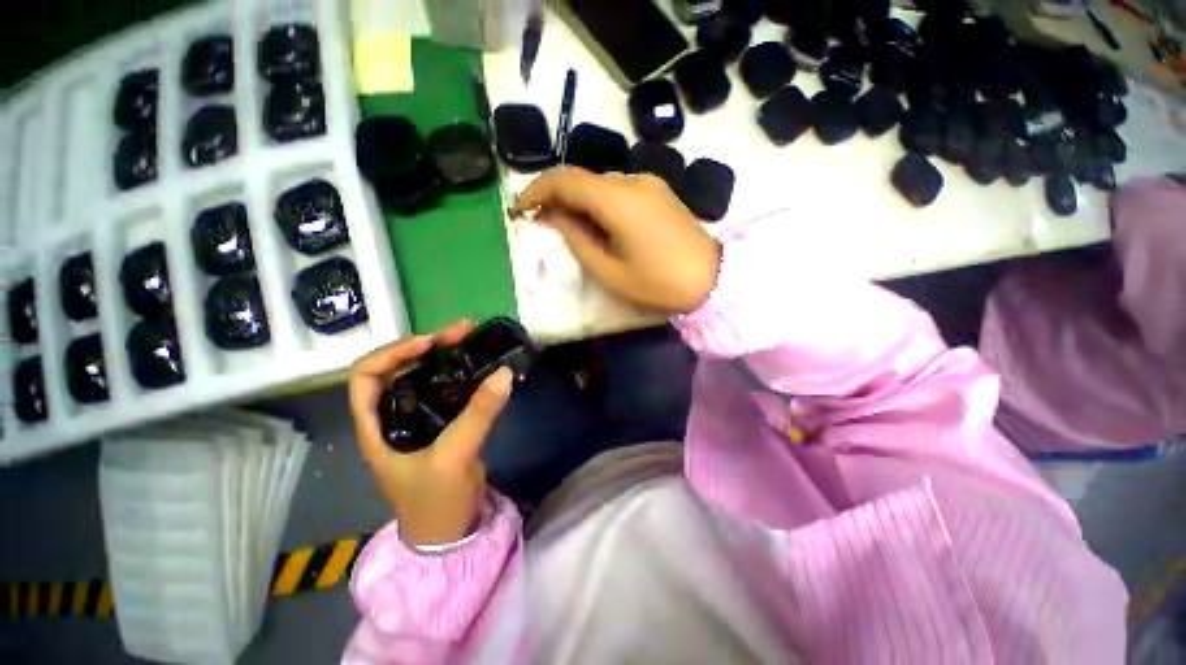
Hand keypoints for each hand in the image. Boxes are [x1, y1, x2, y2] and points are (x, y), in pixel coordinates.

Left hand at [349, 320, 514, 546]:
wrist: (451, 532)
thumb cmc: (436, 502)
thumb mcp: (454, 456)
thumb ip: (478, 414)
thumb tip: (504, 372)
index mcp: (377, 425)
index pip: (366, 376)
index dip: (394, 352)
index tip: (430, 343)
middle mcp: (393, 416)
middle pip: (400, 368)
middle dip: (428, 345)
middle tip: (462, 332)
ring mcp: (419, 418)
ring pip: (426, 376)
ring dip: (446, 355)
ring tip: (471, 339)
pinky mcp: (443, 422)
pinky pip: (448, 389)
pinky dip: (461, 373)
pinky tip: (479, 365)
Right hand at [519, 168, 721, 313]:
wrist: (712, 279)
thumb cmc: (657, 282)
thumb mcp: (609, 271)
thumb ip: (576, 239)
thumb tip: (554, 217)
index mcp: (618, 200)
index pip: (566, 179)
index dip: (538, 188)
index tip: (522, 206)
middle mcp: (633, 181)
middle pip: (583, 179)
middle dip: (558, 196)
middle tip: (543, 221)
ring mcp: (650, 183)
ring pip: (601, 184)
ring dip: (579, 199)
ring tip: (570, 226)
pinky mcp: (659, 192)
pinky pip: (619, 190)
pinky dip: (600, 202)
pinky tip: (599, 223)